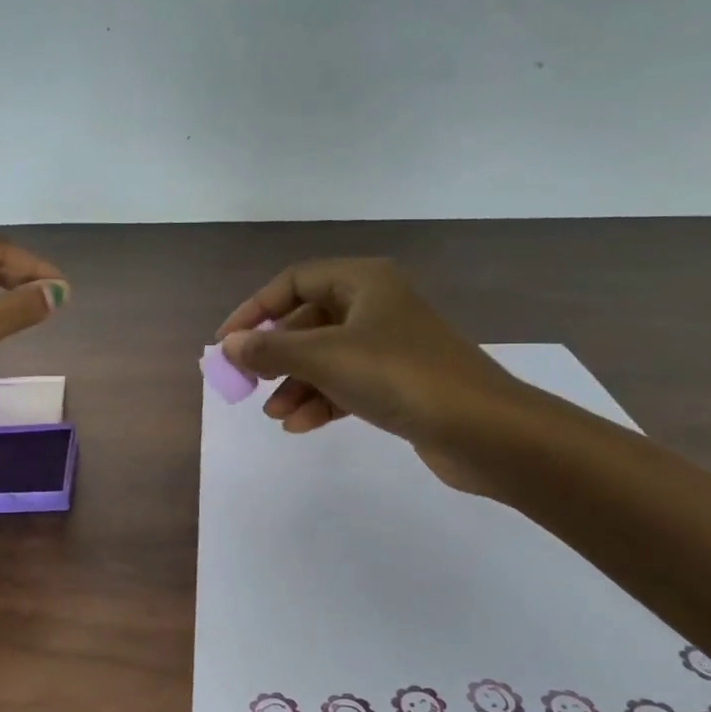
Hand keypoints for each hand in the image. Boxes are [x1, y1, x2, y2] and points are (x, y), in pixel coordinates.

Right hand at [215, 258, 532, 491]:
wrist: (484, 430)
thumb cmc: (400, 376)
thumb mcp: (325, 358)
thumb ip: (271, 350)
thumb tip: (229, 347)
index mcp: (363, 281)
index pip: (293, 282)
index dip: (254, 310)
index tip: (226, 344)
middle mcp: (375, 305)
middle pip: (307, 322)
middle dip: (275, 355)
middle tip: (246, 384)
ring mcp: (389, 345)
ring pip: (325, 357)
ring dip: (295, 383)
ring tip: (275, 415)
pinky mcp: (399, 381)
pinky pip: (346, 382)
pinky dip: (321, 400)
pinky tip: (301, 425)